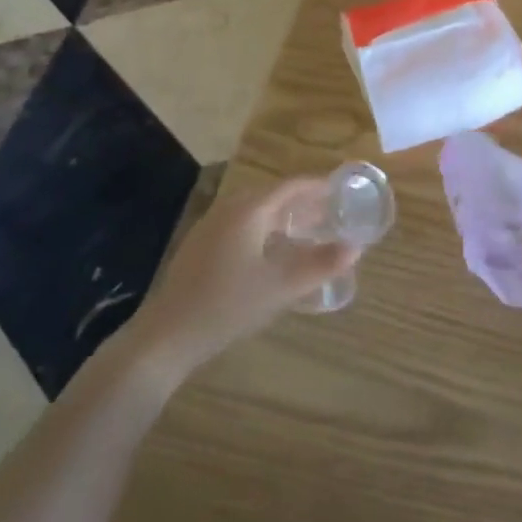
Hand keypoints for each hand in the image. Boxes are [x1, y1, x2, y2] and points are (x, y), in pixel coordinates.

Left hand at [120, 178, 354, 382]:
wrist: (166, 336)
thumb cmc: (228, 306)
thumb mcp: (282, 287)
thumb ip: (321, 265)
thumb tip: (355, 247)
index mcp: (250, 209)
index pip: (292, 185)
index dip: (320, 185)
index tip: (343, 190)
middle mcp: (230, 208)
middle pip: (274, 194)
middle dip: (304, 200)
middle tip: (331, 212)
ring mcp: (211, 225)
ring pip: (256, 208)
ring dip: (284, 214)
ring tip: (308, 229)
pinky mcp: (201, 244)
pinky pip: (242, 222)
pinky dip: (265, 226)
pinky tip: (273, 250)